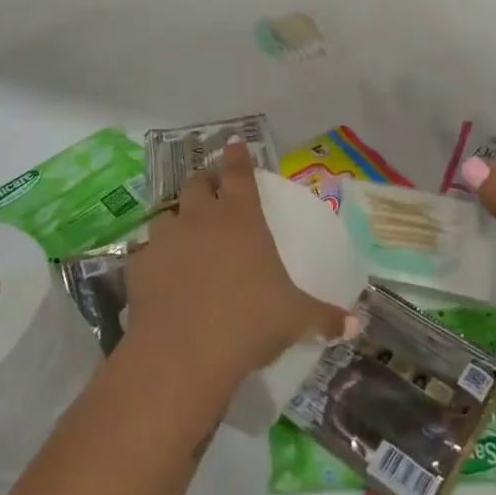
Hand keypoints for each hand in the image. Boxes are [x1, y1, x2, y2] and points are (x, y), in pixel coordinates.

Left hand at [128, 140, 347, 391]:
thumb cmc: (248, 322)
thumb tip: (356, 325)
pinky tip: (162, 274)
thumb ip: (324, 317)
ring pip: (169, 215)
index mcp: (240, 218)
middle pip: (199, 184)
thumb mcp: (295, 319)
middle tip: (213, 187)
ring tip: (186, 234)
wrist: (183, 353)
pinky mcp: (140, 266)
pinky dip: (157, 257)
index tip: (233, 141)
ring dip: (179, 219)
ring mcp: (166, 239)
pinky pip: (148, 252)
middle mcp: (201, 218)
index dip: (237, 155)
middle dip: (206, 181)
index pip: (239, 173)